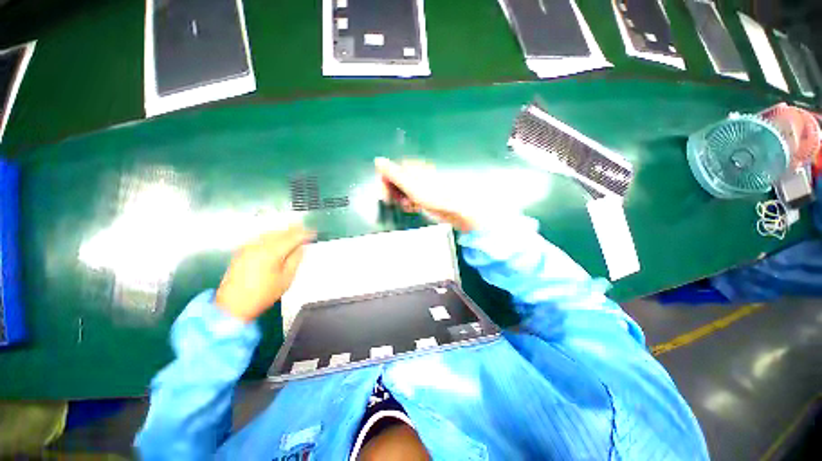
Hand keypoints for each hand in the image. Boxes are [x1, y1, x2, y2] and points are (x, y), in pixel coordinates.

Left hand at [215, 225, 313, 322]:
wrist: (233, 305)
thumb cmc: (263, 294)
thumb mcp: (286, 279)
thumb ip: (295, 260)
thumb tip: (300, 248)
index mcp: (272, 252)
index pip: (292, 238)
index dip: (304, 234)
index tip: (313, 233)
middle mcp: (259, 245)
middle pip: (280, 232)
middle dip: (294, 229)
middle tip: (305, 229)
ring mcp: (248, 247)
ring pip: (269, 232)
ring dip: (283, 231)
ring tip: (293, 230)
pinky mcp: (242, 250)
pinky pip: (260, 237)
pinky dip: (271, 234)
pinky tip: (276, 237)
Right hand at [374, 157, 476, 231]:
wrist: (455, 208)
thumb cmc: (434, 196)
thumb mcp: (410, 185)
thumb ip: (393, 173)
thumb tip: (377, 160)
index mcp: (412, 166)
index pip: (390, 171)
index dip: (385, 183)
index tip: (385, 196)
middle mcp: (415, 173)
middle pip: (395, 181)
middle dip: (393, 193)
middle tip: (396, 203)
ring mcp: (420, 184)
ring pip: (402, 191)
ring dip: (401, 199)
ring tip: (408, 206)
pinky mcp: (424, 194)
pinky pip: (410, 197)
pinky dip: (409, 203)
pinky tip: (413, 208)